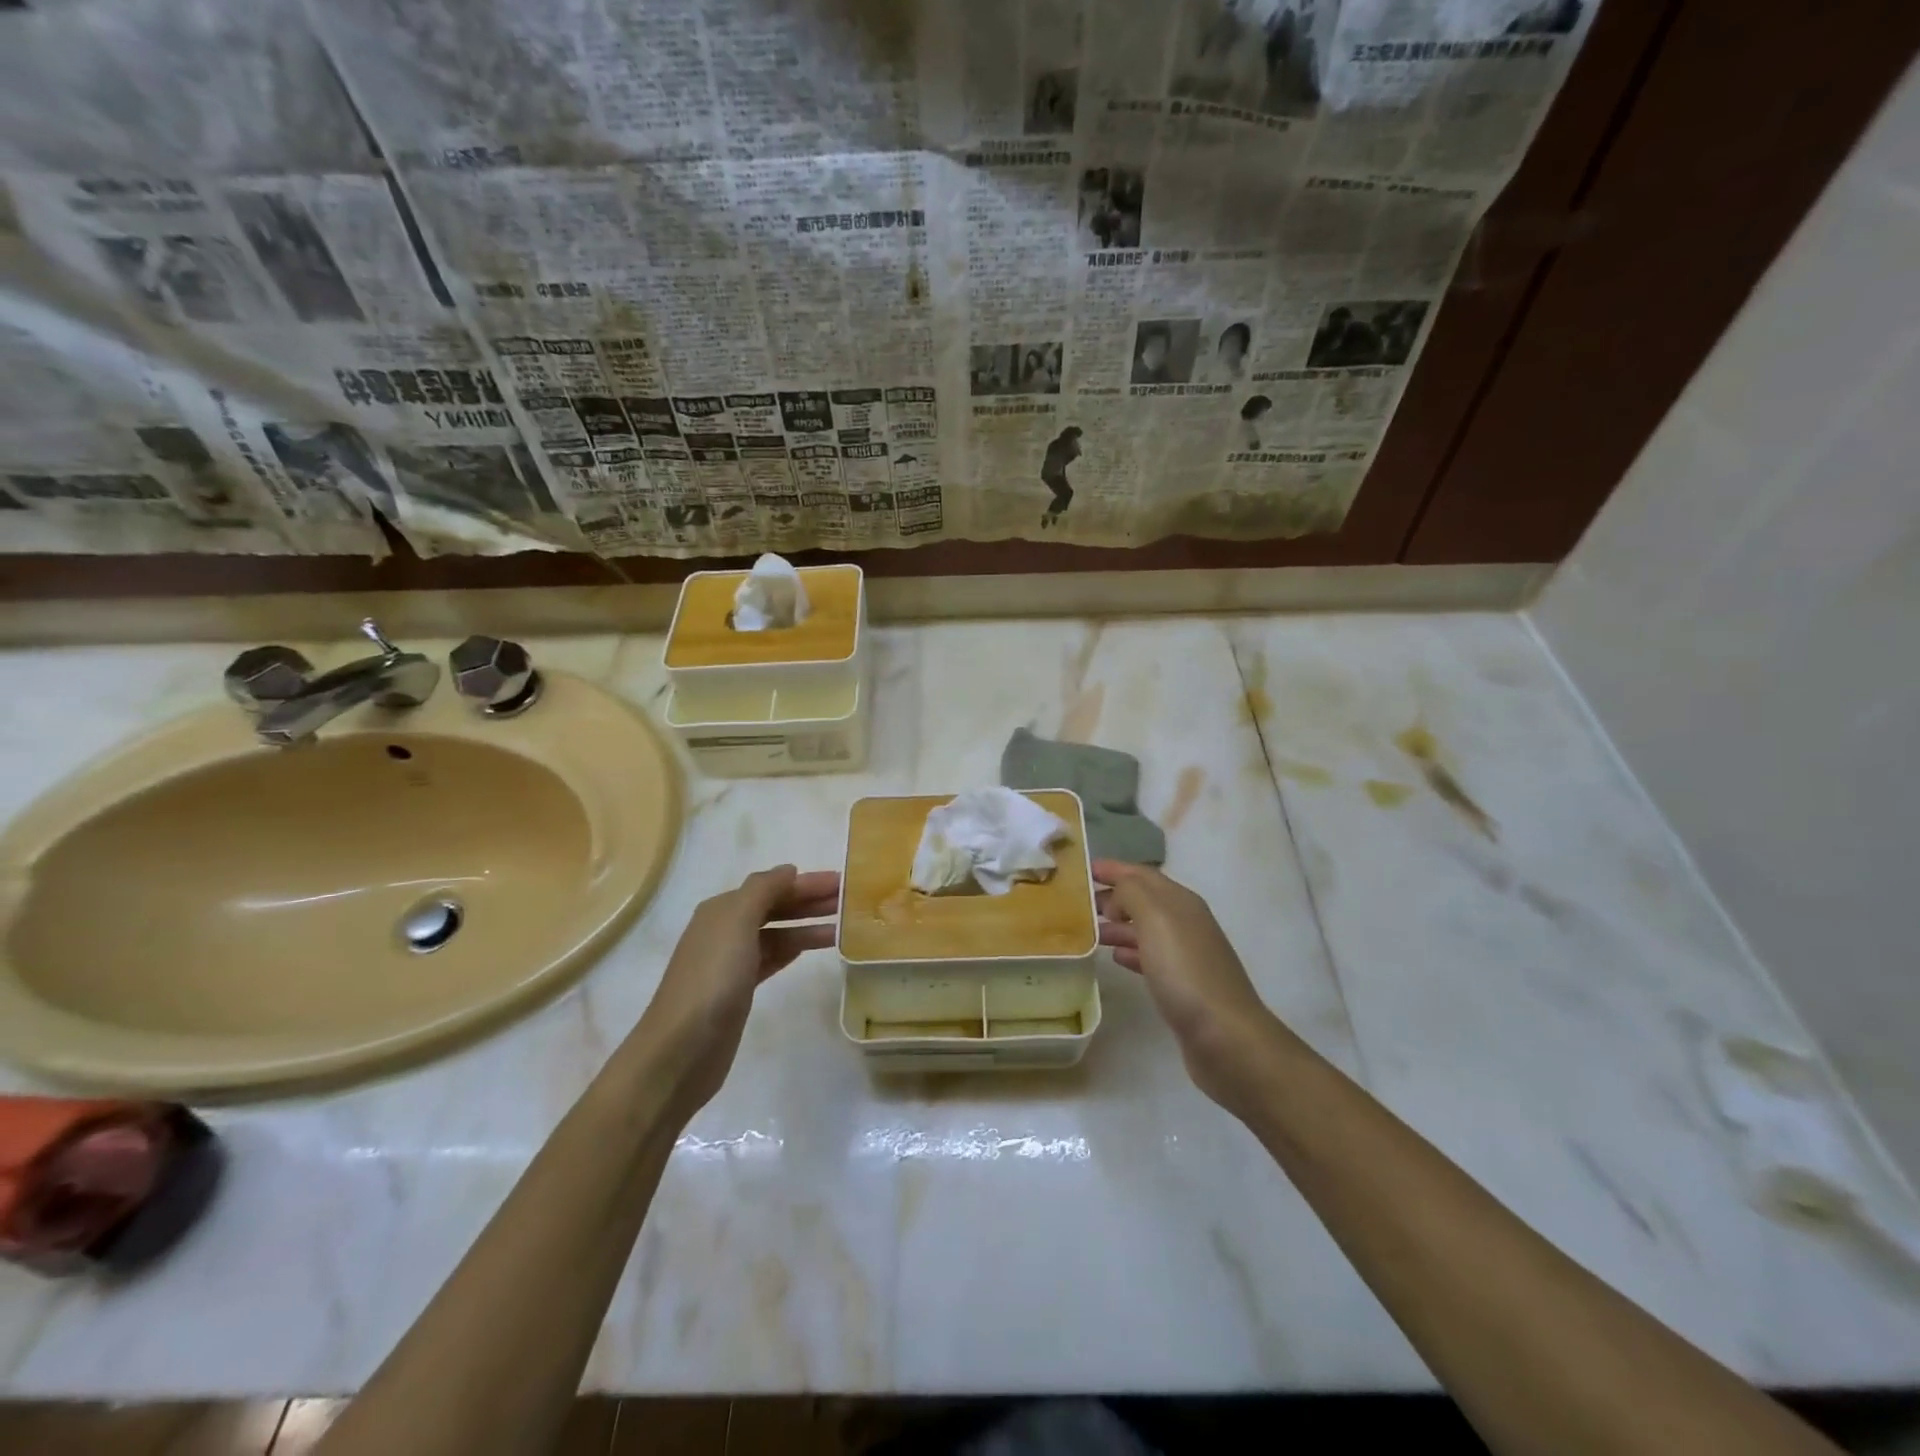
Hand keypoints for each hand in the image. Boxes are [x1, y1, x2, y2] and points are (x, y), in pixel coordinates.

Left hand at [635, 864, 838, 1115]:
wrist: (681, 1049)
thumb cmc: (712, 978)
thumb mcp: (737, 922)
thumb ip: (763, 890)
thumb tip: (789, 870)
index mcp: (722, 910)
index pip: (772, 886)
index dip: (806, 883)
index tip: (844, 882)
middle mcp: (725, 930)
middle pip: (775, 907)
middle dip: (810, 901)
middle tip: (850, 901)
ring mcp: (731, 962)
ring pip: (777, 933)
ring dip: (807, 926)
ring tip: (843, 927)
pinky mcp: (739, 990)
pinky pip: (773, 958)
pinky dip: (793, 949)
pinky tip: (812, 949)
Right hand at [1094, 860, 1287, 1107]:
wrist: (1225, 1037)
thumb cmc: (1186, 971)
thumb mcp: (1155, 919)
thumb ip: (1132, 893)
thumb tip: (1117, 891)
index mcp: (1180, 901)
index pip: (1141, 874)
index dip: (1113, 868)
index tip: (1082, 869)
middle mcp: (1185, 922)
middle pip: (1143, 899)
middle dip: (1112, 895)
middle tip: (1077, 903)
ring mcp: (1186, 955)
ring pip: (1144, 929)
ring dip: (1117, 924)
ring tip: (1088, 931)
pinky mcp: (1182, 985)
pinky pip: (1149, 957)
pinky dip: (1129, 952)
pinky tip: (1114, 959)